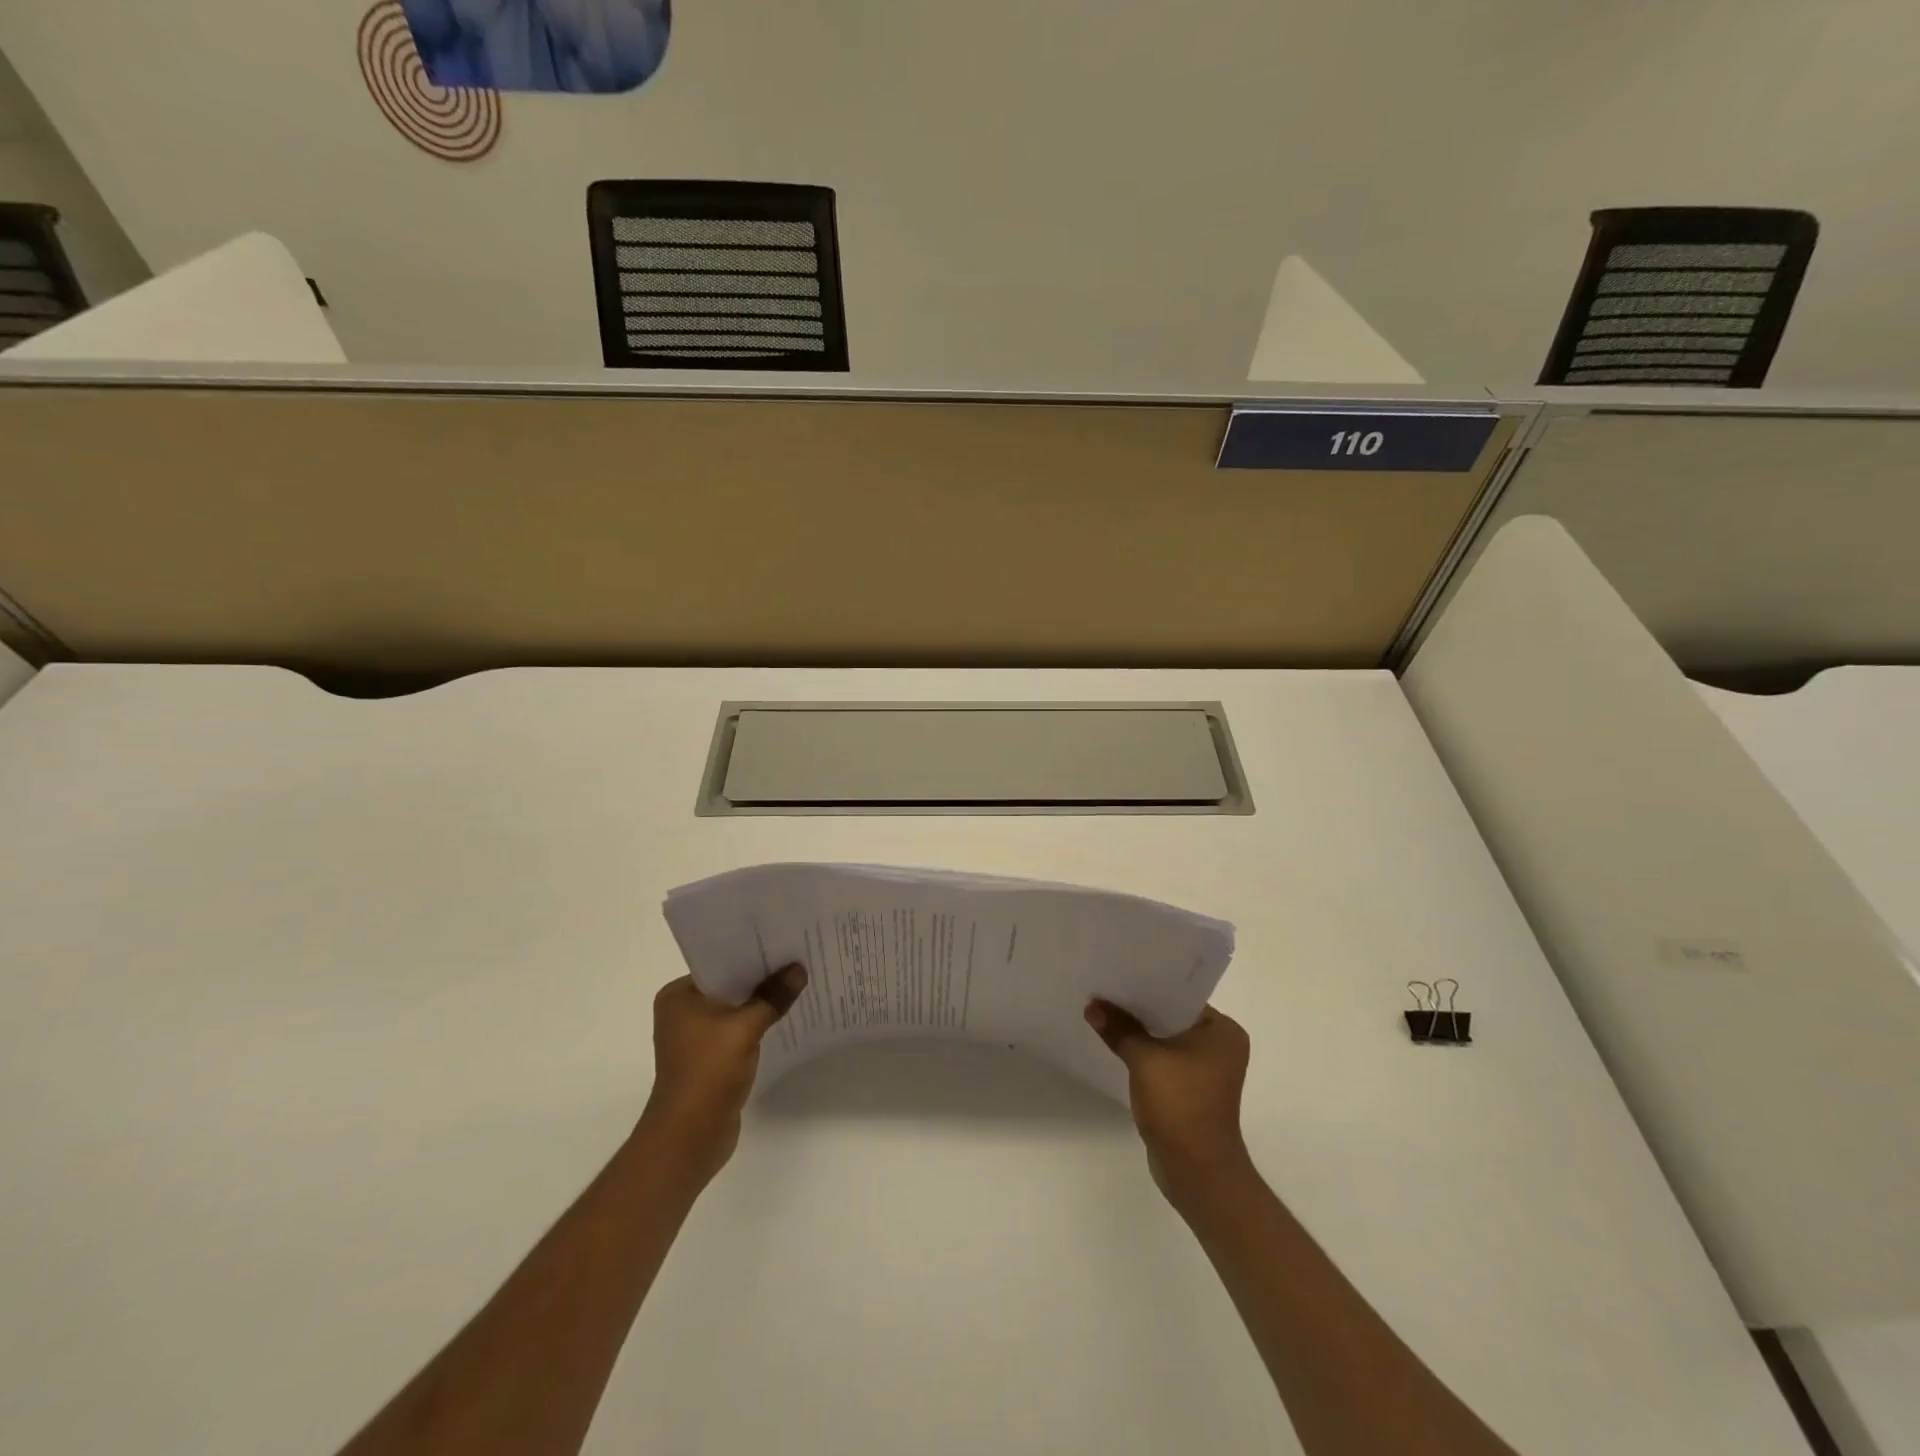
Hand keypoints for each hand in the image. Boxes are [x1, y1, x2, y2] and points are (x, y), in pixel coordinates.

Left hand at [638, 965, 806, 1183]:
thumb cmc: (708, 1073)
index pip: (720, 962)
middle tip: (798, 959)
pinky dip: (757, 1023)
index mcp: (679, 995)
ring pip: (735, 1008)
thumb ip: (773, 997)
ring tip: (797, 983)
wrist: (689, 1137)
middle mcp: (682, 1011)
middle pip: (730, 985)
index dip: (752, 953)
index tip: (783, 943)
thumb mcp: (745, 1028)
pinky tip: (784, 1016)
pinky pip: (738, 1029)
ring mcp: (695, 1036)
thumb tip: (799, 969)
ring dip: (761, 1001)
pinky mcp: (709, 1057)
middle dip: (761, 977)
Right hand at [1085, 999, 1253, 1206]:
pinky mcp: (1191, 1089)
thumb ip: (1119, 1029)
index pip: (1180, 996)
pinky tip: (1116, 1043)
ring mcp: (1207, 1070)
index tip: (1117, 973)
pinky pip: (1164, 1059)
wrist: (1196, 1172)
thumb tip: (1092, 1006)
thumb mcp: (1144, 1060)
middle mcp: (1220, 1045)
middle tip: (1105, 989)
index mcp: (1222, 1031)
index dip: (1148, 986)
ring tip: (1104, 1012)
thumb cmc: (1180, 1106)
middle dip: (1139, 1009)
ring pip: (1166, 1038)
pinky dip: (1143, 1053)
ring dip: (1139, 1032)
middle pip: (1171, 1016)